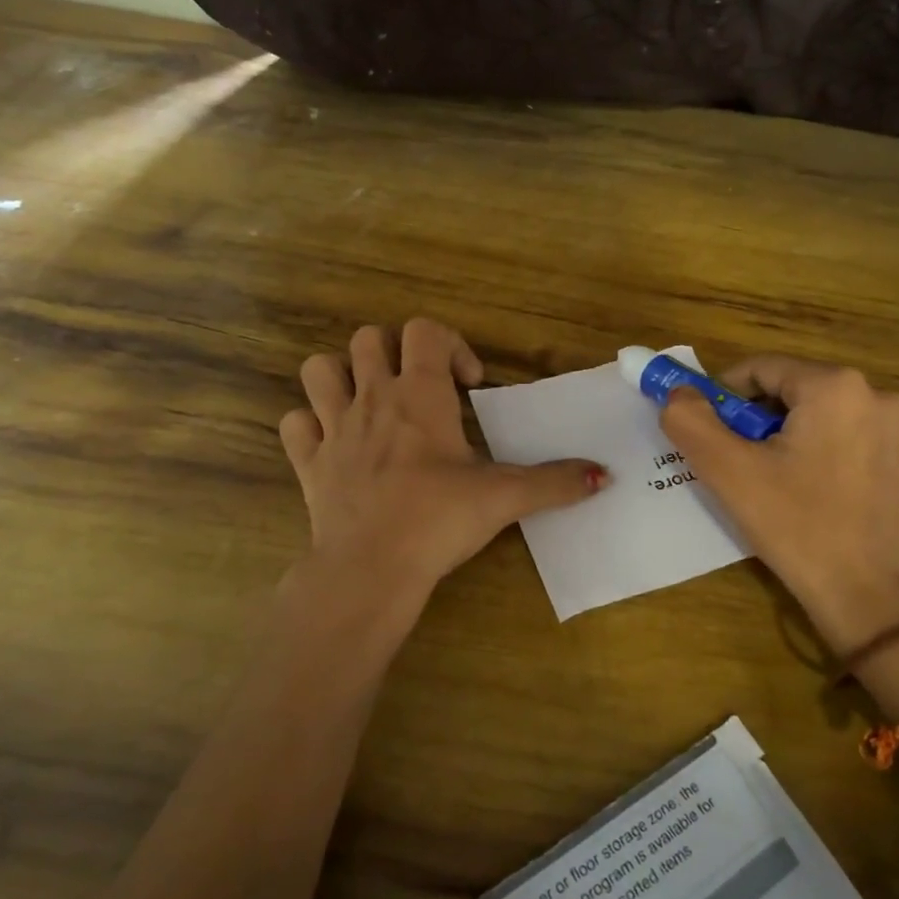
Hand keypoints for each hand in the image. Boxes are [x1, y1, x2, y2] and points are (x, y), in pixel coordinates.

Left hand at [279, 319, 604, 626]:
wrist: (371, 568)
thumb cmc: (438, 520)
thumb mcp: (504, 497)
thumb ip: (555, 483)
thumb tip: (604, 475)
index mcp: (420, 395)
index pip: (425, 331)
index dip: (450, 344)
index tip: (468, 385)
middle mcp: (372, 399)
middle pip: (368, 338)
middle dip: (394, 352)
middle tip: (418, 388)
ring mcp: (333, 429)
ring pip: (318, 369)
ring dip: (340, 376)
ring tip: (367, 402)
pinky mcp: (308, 464)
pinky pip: (294, 424)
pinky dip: (309, 425)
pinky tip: (333, 444)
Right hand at [661, 356, 898, 656]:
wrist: (867, 596)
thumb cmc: (795, 525)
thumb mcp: (728, 472)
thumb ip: (691, 421)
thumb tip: (678, 393)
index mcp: (834, 386)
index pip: (761, 370)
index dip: (725, 397)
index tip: (709, 432)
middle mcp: (877, 395)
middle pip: (794, 391)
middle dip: (759, 420)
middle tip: (740, 462)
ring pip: (824, 415)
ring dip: (792, 437)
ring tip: (777, 482)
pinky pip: (854, 440)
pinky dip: (827, 454)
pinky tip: (818, 495)